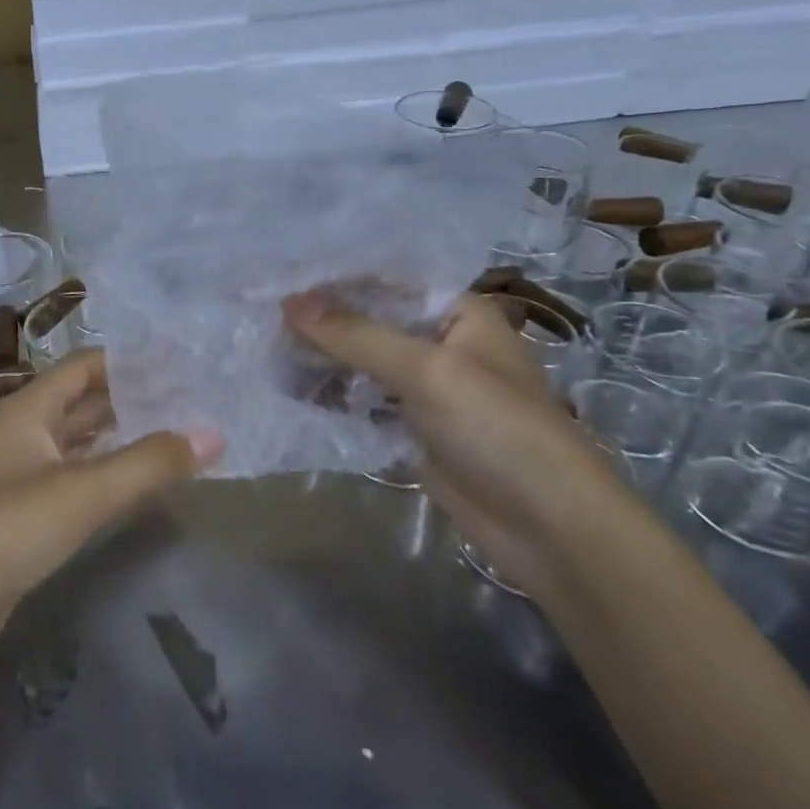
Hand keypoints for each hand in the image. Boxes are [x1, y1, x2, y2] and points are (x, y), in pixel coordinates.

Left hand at [0, 350, 221, 677]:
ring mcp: (16, 473)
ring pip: (75, 441)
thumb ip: (148, 463)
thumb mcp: (82, 493)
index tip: (180, 363)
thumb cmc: (5, 532)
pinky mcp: (19, 512)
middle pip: (81, 401)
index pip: (85, 367)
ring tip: (173, 432)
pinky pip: (69, 476)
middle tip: (188, 399)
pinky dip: (102, 471)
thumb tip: (212, 434)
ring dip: (118, 435)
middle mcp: (20, 431)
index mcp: (26, 409)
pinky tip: (132, 480)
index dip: (130, 361)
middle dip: (130, 398)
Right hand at [281, 290, 625, 598]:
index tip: (277, 279)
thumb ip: (356, 335)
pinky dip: (330, 396)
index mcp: (456, 313)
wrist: (550, 529)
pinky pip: (362, 402)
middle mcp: (439, 343)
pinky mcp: (411, 429)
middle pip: (367, 322)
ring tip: (262, 350)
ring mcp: (424, 389)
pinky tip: (287, 390)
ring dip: (319, 359)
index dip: (331, 280)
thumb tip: (289, 303)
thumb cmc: (499, 430)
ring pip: (360, 363)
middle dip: (318, 321)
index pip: (383, 282)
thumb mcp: (427, 371)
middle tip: (258, 316)